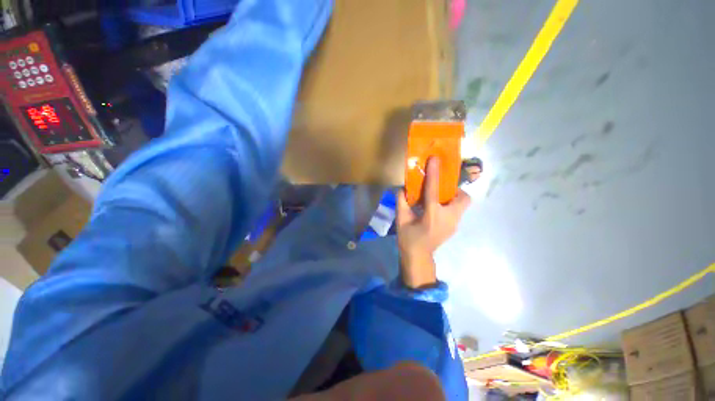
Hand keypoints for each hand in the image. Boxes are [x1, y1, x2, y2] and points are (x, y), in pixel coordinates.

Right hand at [397, 157, 470, 288]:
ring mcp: (455, 224)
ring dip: (453, 197)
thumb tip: (402, 188)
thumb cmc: (408, 238)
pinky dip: (451, 205)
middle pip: (463, 198)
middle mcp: (448, 218)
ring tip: (438, 198)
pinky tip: (437, 209)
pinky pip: (458, 210)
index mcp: (432, 215)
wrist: (419, 257)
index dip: (434, 174)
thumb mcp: (401, 219)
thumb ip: (401, 202)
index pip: (434, 190)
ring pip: (463, 204)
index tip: (435, 159)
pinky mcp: (455, 227)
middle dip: (454, 189)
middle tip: (440, 189)